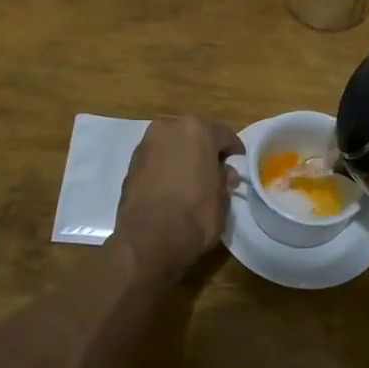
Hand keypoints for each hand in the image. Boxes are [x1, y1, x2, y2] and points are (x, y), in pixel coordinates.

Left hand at [111, 117, 244, 276]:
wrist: (147, 240)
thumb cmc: (194, 216)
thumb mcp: (222, 200)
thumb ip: (224, 180)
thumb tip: (224, 173)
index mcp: (198, 130)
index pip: (224, 135)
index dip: (233, 152)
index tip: (237, 167)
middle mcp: (170, 127)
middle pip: (195, 134)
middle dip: (205, 150)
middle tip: (213, 172)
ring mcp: (147, 143)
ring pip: (173, 144)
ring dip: (183, 157)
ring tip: (190, 180)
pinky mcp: (131, 162)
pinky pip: (157, 158)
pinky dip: (166, 167)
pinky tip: (171, 186)